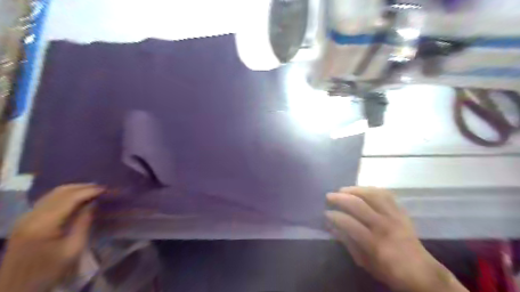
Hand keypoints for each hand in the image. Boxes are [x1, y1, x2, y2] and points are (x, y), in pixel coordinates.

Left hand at [0, 184, 102, 289]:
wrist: (15, 289)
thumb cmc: (49, 271)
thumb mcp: (74, 249)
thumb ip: (83, 223)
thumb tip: (93, 203)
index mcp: (43, 225)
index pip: (69, 198)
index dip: (89, 191)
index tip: (106, 189)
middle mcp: (31, 217)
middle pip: (59, 192)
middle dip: (82, 187)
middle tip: (101, 188)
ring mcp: (24, 218)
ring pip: (51, 194)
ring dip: (73, 190)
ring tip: (91, 191)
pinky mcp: (23, 221)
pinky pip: (46, 201)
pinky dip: (63, 196)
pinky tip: (75, 199)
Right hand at [324, 187, 467, 291]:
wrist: (421, 271)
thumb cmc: (389, 270)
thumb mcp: (365, 262)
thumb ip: (348, 243)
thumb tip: (332, 227)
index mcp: (374, 243)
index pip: (349, 223)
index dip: (334, 216)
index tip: (326, 213)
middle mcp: (384, 226)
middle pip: (358, 205)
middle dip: (340, 198)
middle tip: (329, 196)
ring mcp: (394, 216)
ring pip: (372, 195)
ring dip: (354, 190)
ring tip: (343, 190)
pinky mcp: (401, 212)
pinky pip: (385, 194)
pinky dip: (371, 189)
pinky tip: (362, 190)